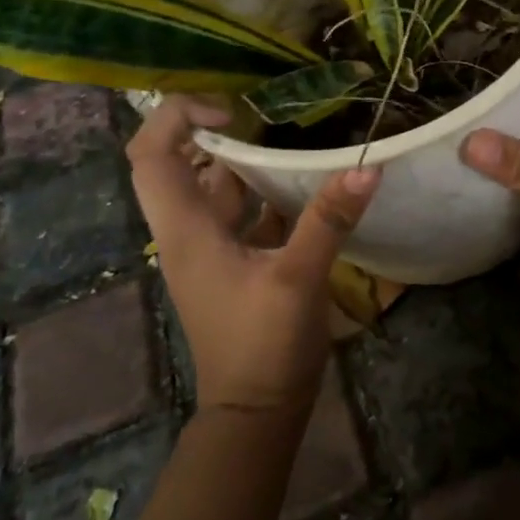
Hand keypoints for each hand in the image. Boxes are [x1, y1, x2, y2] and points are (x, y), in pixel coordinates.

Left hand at [128, 97, 378, 414]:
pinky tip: (306, 177)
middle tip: (263, 108)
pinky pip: (245, 210)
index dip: (177, 117)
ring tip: (290, 129)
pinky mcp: (239, 261)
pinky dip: (267, 188)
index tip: (230, 110)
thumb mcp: (297, 279)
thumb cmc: (263, 345)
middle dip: (214, 130)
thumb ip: (328, 220)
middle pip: (180, 163)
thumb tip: (368, 165)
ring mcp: (214, 247)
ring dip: (245, 158)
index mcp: (186, 229)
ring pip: (217, 186)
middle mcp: (191, 231)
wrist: (258, 411)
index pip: (151, 155)